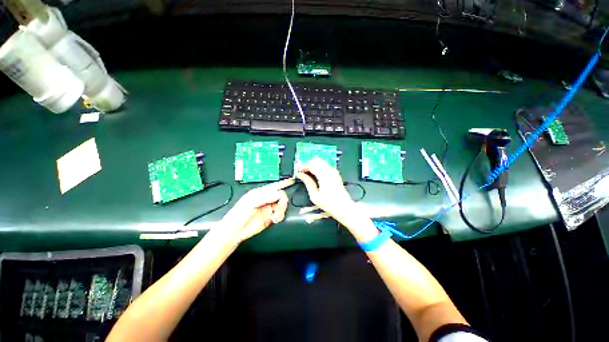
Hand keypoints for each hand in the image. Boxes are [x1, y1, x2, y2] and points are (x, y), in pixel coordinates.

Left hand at [220, 178, 293, 242]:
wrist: (236, 231)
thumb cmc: (239, 214)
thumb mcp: (252, 201)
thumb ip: (267, 196)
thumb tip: (280, 194)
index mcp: (261, 192)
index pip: (275, 185)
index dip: (284, 183)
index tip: (291, 181)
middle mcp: (266, 199)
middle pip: (281, 196)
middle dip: (283, 201)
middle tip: (280, 206)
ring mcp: (269, 208)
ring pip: (282, 205)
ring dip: (281, 210)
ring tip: (275, 215)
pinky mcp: (270, 217)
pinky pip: (281, 214)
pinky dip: (280, 216)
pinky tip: (275, 219)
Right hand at [295, 158, 354, 219]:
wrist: (344, 207)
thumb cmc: (328, 204)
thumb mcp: (314, 195)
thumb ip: (307, 182)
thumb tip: (300, 175)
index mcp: (324, 175)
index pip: (311, 165)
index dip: (303, 167)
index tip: (298, 172)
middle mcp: (330, 170)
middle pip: (316, 161)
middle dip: (308, 165)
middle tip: (302, 173)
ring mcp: (334, 171)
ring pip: (321, 162)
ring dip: (313, 166)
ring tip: (308, 174)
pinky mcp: (336, 174)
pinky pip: (325, 166)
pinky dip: (319, 167)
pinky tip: (316, 175)